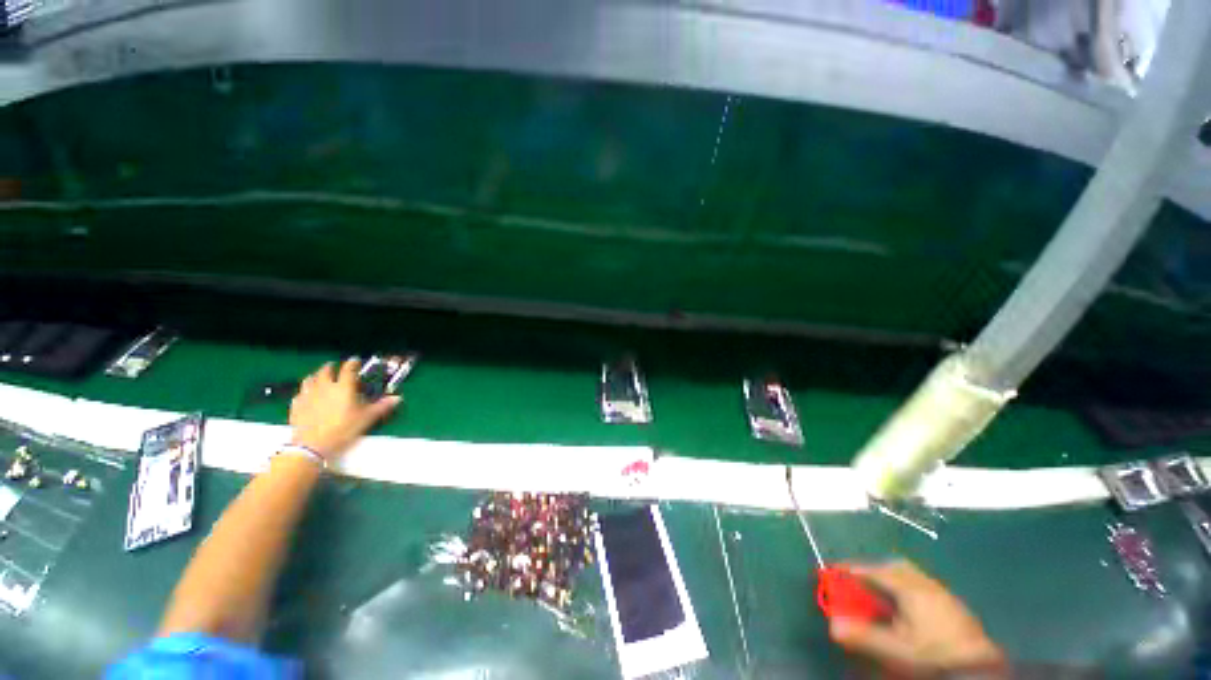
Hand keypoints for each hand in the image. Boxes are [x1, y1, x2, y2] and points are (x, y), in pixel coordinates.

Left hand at [289, 359, 401, 461]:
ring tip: (319, 378)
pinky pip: (300, 394)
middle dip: (330, 367)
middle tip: (334, 367)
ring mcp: (308, 396)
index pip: (348, 369)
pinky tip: (307, 396)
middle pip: (325, 371)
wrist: (312, 446)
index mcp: (343, 387)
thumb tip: (398, 398)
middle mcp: (324, 387)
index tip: (355, 360)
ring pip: (309, 380)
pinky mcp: (296, 406)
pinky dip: (305, 391)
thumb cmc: (343, 429)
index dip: (352, 363)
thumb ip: (381, 406)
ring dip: (315, 376)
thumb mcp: (366, 418)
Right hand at [829, 561, 1005, 677]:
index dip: (852, 571)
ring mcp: (942, 593)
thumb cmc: (933, 654)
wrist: (978, 668)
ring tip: (879, 595)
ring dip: (890, 578)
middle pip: (894, 566)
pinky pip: (922, 585)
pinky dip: (905, 588)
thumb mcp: (897, 649)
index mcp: (909, 588)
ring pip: (910, 575)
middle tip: (858, 582)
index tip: (834, 571)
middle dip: (873, 570)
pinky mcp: (952, 605)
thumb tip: (832, 625)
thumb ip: (865, 635)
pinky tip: (905, 607)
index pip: (873, 571)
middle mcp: (925, 584)